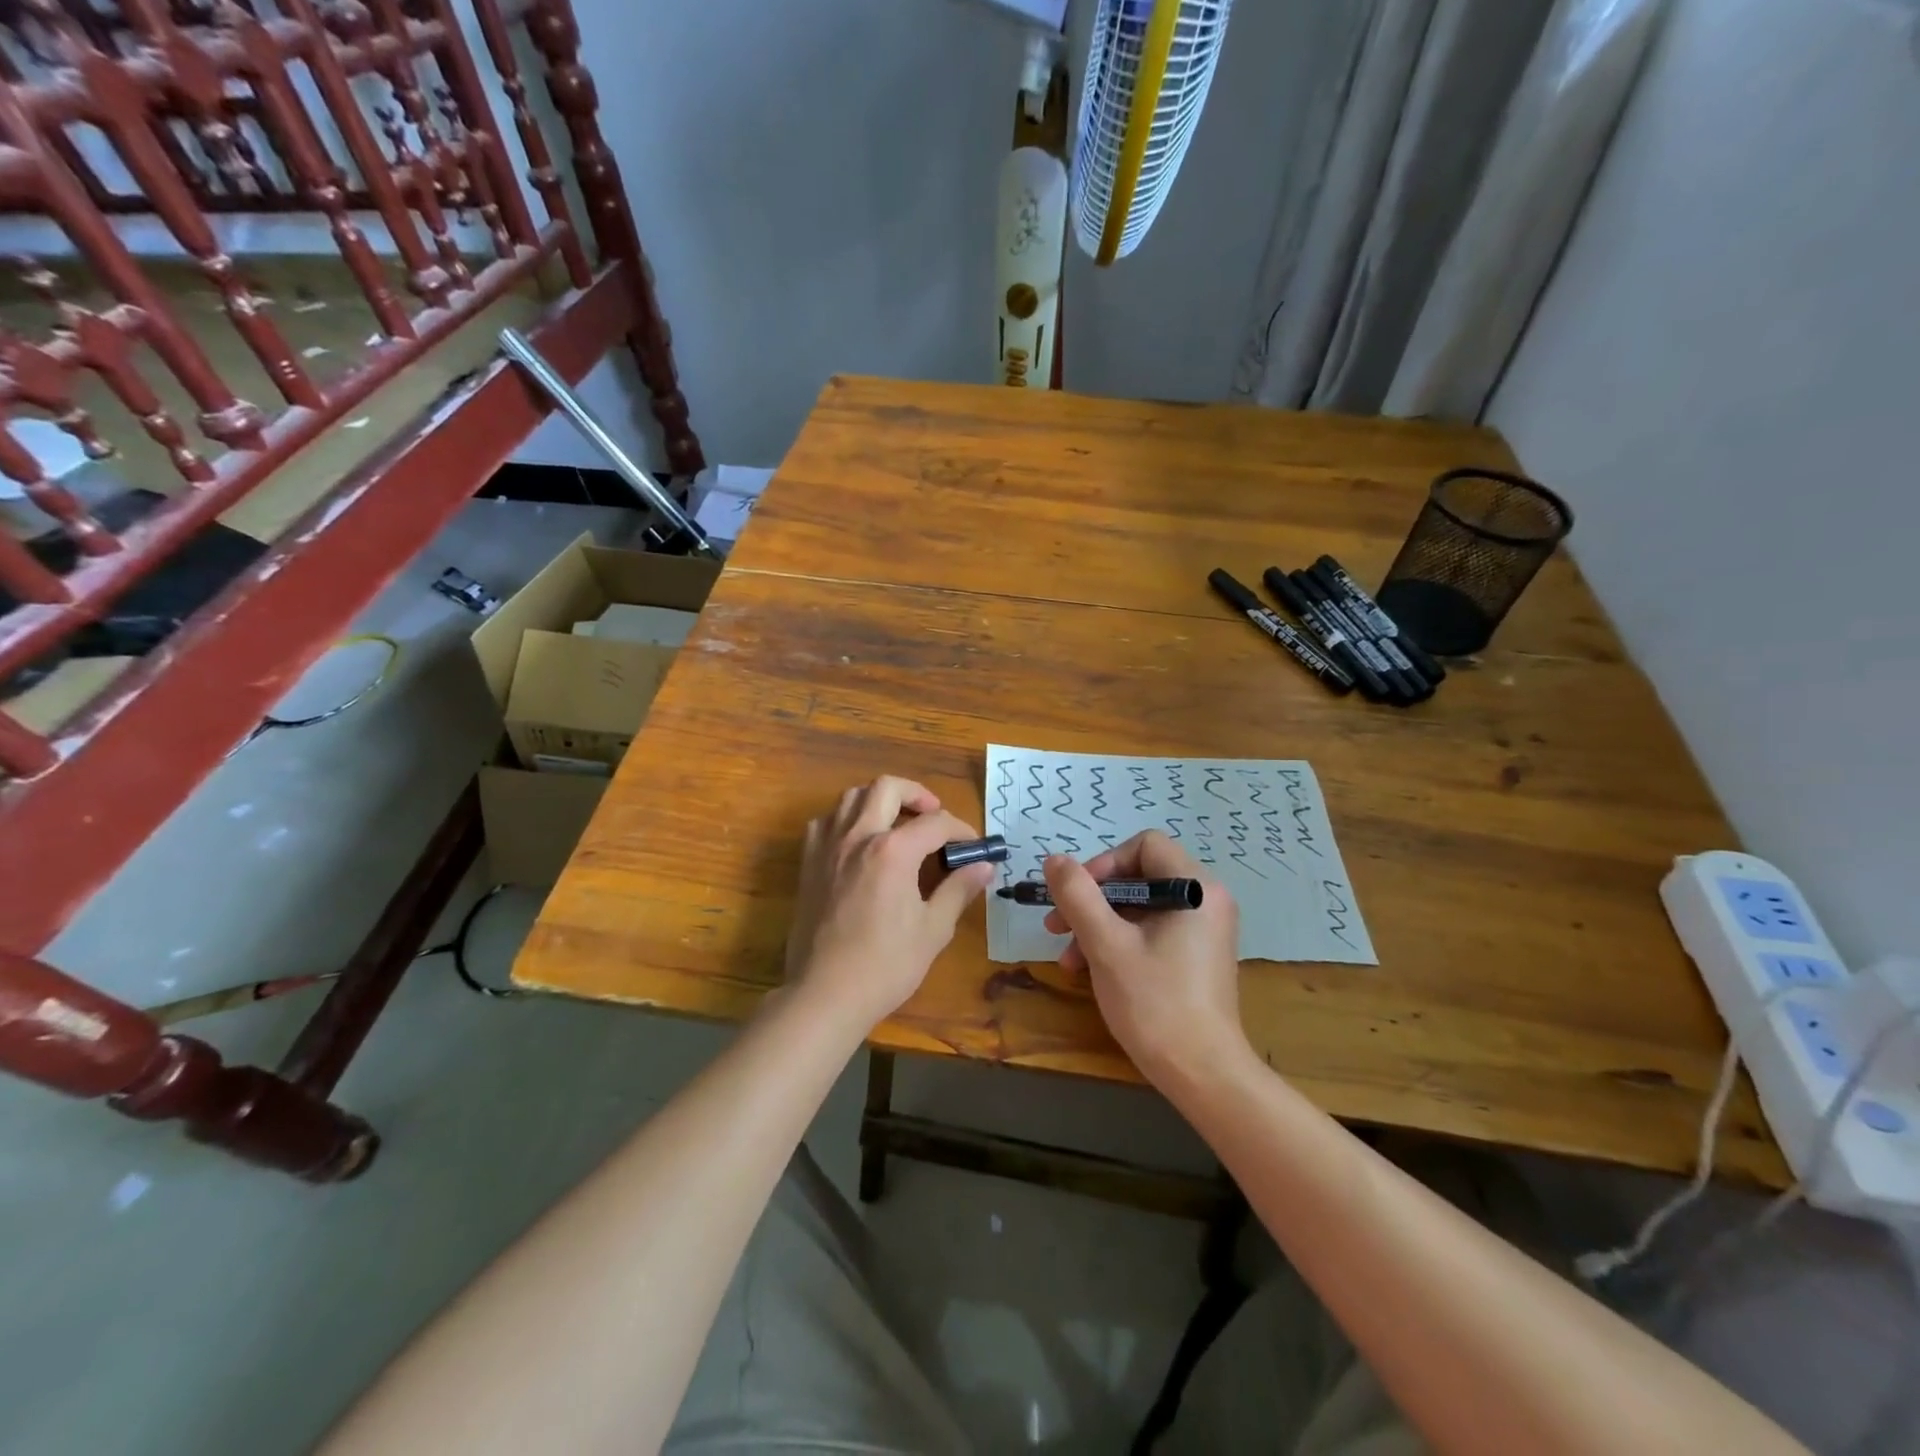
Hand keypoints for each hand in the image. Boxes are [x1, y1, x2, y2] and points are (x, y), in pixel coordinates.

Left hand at [784, 776, 995, 1034]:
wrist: (825, 994)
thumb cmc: (885, 965)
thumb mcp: (933, 929)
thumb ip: (958, 890)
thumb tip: (984, 866)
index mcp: (893, 851)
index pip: (935, 823)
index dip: (961, 830)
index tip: (973, 847)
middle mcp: (858, 836)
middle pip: (887, 787)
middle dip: (917, 794)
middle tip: (933, 815)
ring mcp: (828, 847)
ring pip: (852, 797)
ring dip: (879, 801)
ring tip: (897, 823)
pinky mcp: (808, 863)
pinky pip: (825, 822)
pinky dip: (846, 820)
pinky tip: (858, 842)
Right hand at [1041, 831, 1245, 1083]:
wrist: (1204, 1076)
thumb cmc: (1156, 1004)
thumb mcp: (1106, 945)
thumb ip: (1077, 896)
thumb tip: (1054, 860)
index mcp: (1196, 887)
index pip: (1144, 845)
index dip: (1104, 863)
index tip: (1076, 896)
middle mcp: (1206, 900)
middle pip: (1139, 876)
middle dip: (1092, 900)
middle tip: (1056, 925)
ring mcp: (1203, 929)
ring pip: (1140, 907)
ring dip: (1098, 925)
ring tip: (1067, 958)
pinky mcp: (1196, 955)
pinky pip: (1151, 931)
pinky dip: (1118, 942)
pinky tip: (1088, 970)